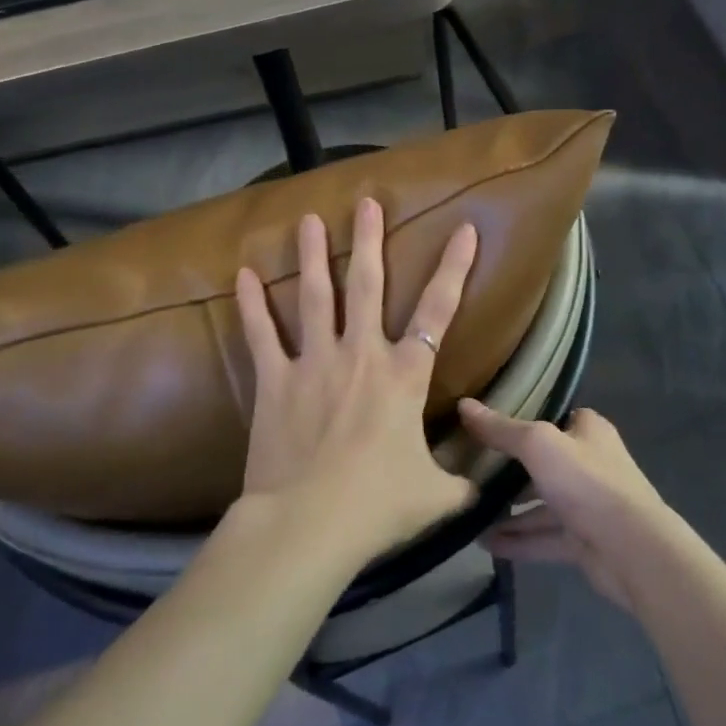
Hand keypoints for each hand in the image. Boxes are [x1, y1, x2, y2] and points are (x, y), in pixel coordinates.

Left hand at [234, 199, 478, 564]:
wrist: (308, 524)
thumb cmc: (378, 505)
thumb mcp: (435, 496)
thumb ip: (461, 483)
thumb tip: (482, 487)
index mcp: (404, 374)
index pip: (439, 309)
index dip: (455, 267)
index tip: (463, 229)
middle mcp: (361, 354)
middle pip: (368, 284)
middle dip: (370, 240)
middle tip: (366, 202)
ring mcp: (315, 362)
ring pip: (316, 295)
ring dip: (313, 255)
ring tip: (308, 219)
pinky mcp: (275, 380)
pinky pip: (262, 334)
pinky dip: (251, 304)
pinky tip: (243, 273)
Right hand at [459, 402, 674, 610]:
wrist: (633, 550)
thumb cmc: (587, 482)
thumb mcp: (539, 445)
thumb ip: (502, 429)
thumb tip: (463, 405)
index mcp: (588, 431)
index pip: (555, 417)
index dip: (525, 419)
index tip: (488, 425)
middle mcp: (590, 464)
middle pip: (544, 462)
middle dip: (510, 469)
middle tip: (470, 470)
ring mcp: (587, 505)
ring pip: (541, 503)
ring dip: (510, 509)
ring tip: (470, 511)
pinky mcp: (583, 541)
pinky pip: (543, 537)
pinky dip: (518, 540)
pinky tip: (485, 543)